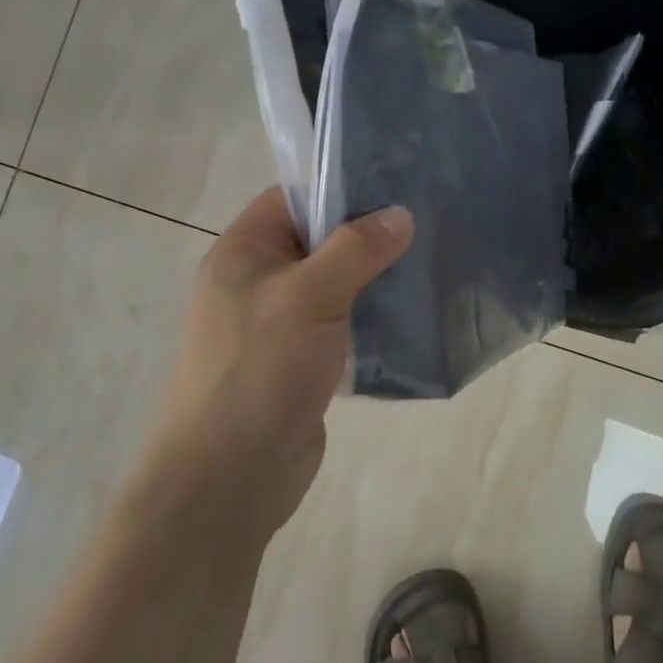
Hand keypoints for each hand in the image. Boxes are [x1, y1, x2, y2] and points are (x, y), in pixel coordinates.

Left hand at [151, 188, 413, 531]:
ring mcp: (280, 325)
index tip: (398, 186)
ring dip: (375, 281)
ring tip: (431, 265)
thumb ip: (355, 250)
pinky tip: (413, 315)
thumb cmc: (260, 370)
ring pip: (336, 286)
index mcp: (243, 252)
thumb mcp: (307, 297)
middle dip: (368, 237)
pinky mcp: (302, 362)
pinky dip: (372, 319)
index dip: (340, 188)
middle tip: (428, 225)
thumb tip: (399, 214)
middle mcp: (258, 282)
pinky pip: (342, 326)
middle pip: (319, 242)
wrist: (231, 475)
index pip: (293, 199)